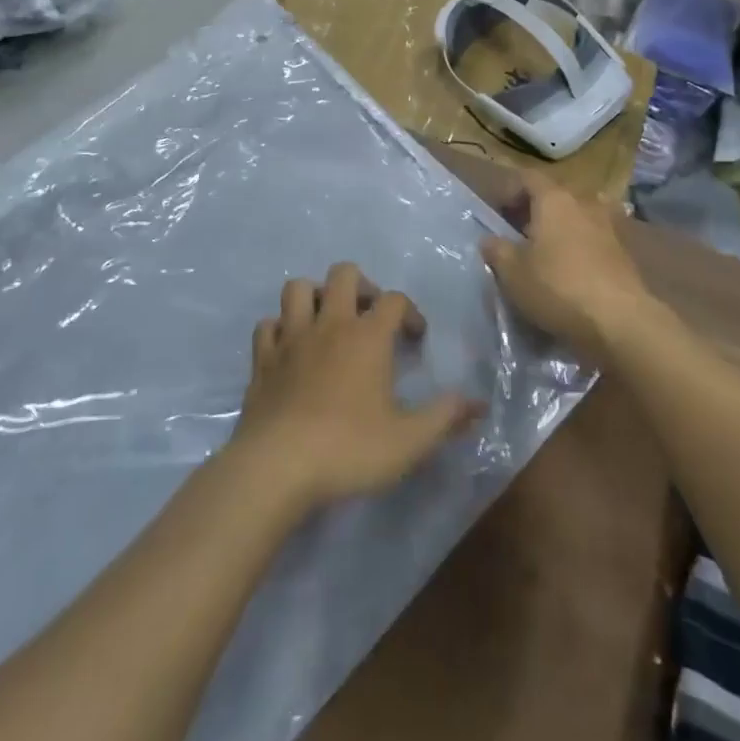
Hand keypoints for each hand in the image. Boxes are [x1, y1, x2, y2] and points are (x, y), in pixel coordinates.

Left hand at [229, 263, 485, 511]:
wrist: (277, 467)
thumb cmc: (349, 449)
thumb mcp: (409, 441)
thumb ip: (445, 418)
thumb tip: (477, 405)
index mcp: (367, 336)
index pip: (394, 300)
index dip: (410, 312)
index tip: (415, 338)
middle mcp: (329, 324)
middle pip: (343, 274)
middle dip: (360, 285)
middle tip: (369, 316)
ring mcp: (291, 338)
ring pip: (298, 288)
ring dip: (315, 296)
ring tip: (327, 322)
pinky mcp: (262, 359)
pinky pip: (267, 325)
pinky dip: (279, 329)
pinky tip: (289, 349)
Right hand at [481, 171, 652, 360]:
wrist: (620, 321)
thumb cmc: (558, 287)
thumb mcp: (513, 273)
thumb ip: (497, 251)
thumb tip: (490, 239)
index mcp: (555, 199)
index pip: (528, 178)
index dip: (509, 191)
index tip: (497, 214)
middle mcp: (584, 203)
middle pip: (554, 196)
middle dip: (534, 212)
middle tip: (517, 236)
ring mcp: (609, 226)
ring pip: (576, 218)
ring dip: (559, 230)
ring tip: (544, 256)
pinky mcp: (624, 252)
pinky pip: (593, 240)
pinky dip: (579, 248)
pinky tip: (569, 273)